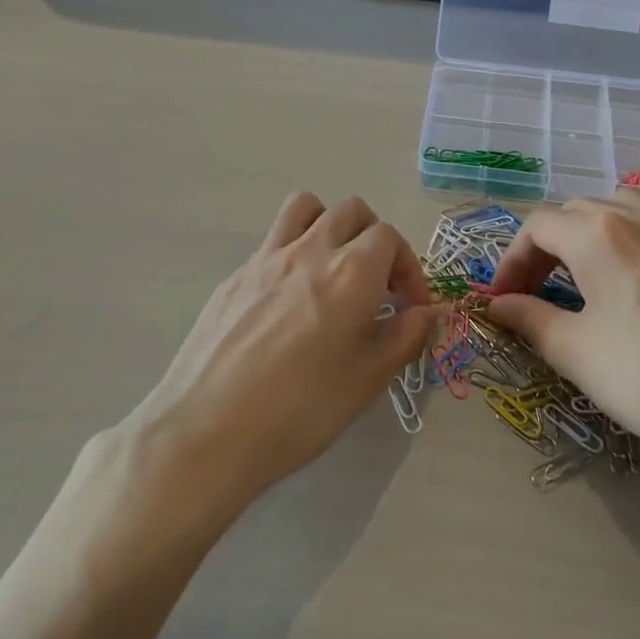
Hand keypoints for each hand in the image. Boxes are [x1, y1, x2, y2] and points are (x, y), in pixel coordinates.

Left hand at [122, 193, 435, 519]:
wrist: (209, 429)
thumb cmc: (302, 408)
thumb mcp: (369, 378)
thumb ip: (407, 336)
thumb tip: (429, 312)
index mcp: (352, 271)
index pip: (390, 237)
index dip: (408, 268)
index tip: (410, 307)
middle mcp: (310, 250)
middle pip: (351, 211)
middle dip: (373, 239)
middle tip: (375, 286)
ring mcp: (266, 258)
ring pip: (305, 208)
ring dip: (329, 226)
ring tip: (332, 270)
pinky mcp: (234, 276)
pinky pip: (272, 242)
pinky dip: (293, 254)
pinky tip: (288, 304)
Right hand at [487, 192, 639, 527]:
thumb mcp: (574, 350)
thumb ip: (529, 318)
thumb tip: (498, 305)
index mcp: (597, 232)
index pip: (538, 226)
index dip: (511, 260)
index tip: (502, 299)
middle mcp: (637, 216)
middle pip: (575, 212)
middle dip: (544, 247)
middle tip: (533, 292)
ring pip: (617, 209)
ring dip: (587, 234)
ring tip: (579, 276)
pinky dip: (625, 242)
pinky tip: (628, 286)